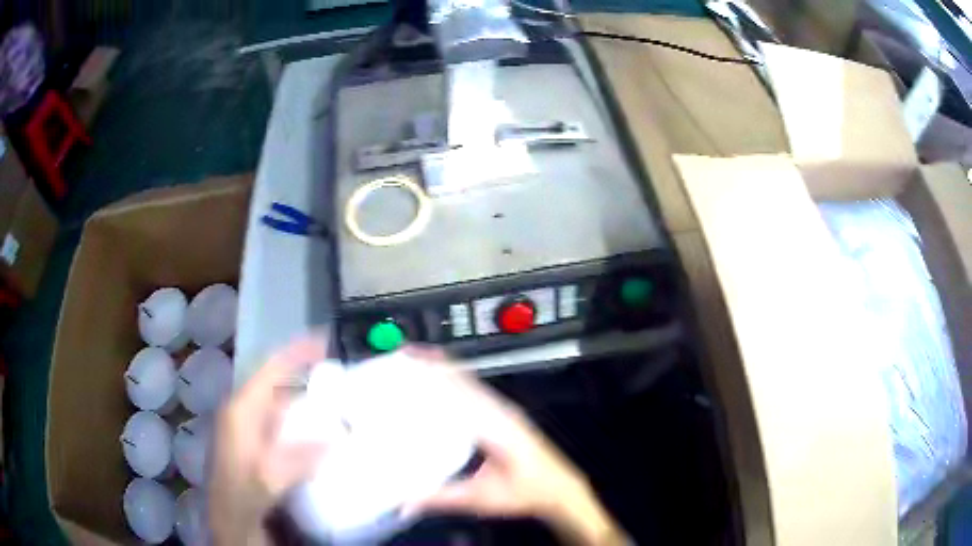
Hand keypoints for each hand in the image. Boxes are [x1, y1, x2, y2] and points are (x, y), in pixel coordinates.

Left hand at [209, 335, 328, 545]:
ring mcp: (252, 431)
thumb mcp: (263, 482)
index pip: (268, 370)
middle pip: (277, 384)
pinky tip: (326, 436)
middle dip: (306, 375)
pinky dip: (306, 424)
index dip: (295, 353)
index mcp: (241, 412)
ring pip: (282, 405)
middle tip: (343, 376)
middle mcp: (245, 414)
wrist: (230, 524)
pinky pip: (286, 426)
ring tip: (341, 402)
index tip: (325, 340)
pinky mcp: (260, 447)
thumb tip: (331, 439)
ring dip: (309, 401)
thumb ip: (291, 461)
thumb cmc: (239, 498)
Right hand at [406, 349, 627, 545]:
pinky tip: (439, 383)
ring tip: (413, 364)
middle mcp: (500, 410)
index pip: (458, 391)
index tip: (407, 360)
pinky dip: (455, 380)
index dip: (433, 373)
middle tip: (401, 357)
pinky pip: (476, 390)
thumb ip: (443, 498)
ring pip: (470, 381)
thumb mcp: (482, 499)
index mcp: (495, 426)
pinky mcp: (504, 416)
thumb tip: (405, 501)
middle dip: (433, 365)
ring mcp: (504, 410)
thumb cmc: (526, 493)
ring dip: (444, 370)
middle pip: (462, 378)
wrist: (560, 489)